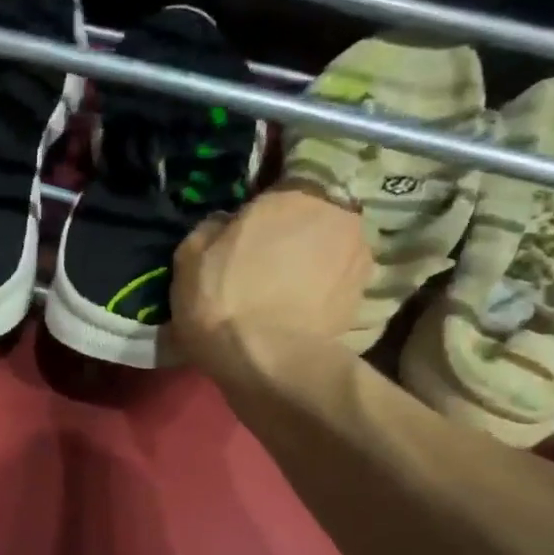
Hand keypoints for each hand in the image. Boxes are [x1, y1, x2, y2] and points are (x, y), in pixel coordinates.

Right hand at [170, 184, 372, 387]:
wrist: (268, 362)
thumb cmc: (223, 300)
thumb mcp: (189, 258)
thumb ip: (211, 229)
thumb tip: (225, 225)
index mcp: (292, 196)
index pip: (280, 192)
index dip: (262, 217)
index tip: (246, 238)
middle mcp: (336, 217)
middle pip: (312, 220)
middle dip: (294, 237)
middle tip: (266, 265)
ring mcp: (358, 258)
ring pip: (330, 252)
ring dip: (313, 265)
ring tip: (285, 294)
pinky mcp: (363, 299)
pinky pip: (337, 287)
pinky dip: (323, 296)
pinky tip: (299, 315)